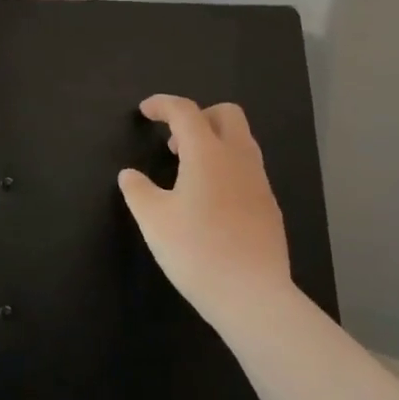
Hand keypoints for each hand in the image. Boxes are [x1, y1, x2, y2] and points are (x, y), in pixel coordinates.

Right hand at [118, 94, 291, 326]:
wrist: (253, 295)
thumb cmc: (197, 251)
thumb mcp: (154, 221)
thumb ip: (138, 191)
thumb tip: (129, 175)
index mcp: (208, 153)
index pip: (186, 111)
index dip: (163, 104)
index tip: (145, 111)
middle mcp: (238, 158)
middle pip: (226, 114)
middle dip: (198, 116)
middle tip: (173, 141)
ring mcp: (259, 181)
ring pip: (241, 141)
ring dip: (214, 141)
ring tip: (188, 171)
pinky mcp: (269, 206)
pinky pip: (248, 169)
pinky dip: (227, 167)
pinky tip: (211, 200)